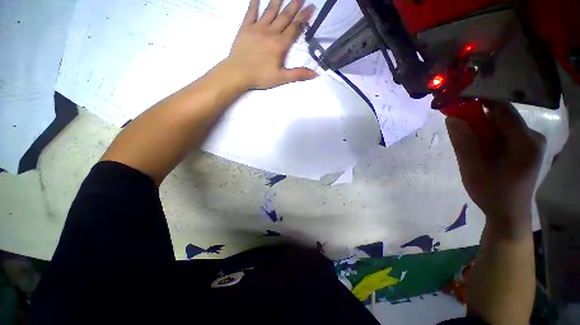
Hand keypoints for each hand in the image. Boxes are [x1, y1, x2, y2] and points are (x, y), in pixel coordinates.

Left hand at [221, 0, 316, 89]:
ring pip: (270, 11)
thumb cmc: (260, 76)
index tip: (311, 7)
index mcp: (280, 45)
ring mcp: (257, 28)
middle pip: (285, 16)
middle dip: (294, 6)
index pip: (295, 28)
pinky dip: (254, 3)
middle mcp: (271, 32)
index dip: (304, 18)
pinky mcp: (245, 28)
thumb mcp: (281, 78)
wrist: (238, 73)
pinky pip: (251, 12)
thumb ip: (298, 74)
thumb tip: (315, 73)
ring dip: (278, 1)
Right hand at [446, 101, 545, 236]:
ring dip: (482, 127)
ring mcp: (530, 142)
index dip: (478, 102)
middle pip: (501, 115)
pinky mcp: (526, 148)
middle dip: (478, 117)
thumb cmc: (491, 193)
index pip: (501, 109)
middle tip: (457, 126)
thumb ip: (463, 142)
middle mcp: (532, 137)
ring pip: (502, 124)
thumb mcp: (472, 168)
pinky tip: (479, 147)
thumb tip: (452, 118)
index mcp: (524, 140)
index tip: (455, 102)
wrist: (508, 214)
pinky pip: (504, 133)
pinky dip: (488, 135)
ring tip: (467, 141)